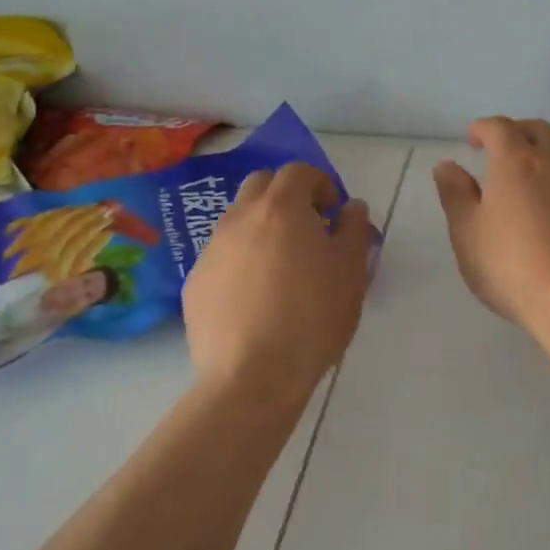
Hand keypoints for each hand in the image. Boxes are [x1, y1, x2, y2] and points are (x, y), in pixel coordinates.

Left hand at [184, 163, 374, 404]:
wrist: (251, 377)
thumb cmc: (312, 318)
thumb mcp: (351, 272)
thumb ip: (355, 229)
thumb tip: (351, 207)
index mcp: (281, 208)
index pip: (298, 172)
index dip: (320, 185)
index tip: (333, 213)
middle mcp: (240, 218)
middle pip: (261, 185)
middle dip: (285, 196)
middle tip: (306, 230)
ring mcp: (212, 249)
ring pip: (237, 220)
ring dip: (260, 228)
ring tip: (280, 269)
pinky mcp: (195, 282)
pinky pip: (222, 257)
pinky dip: (240, 262)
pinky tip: (254, 299)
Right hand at [433, 117, 549, 340]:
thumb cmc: (512, 266)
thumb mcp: (467, 234)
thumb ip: (455, 194)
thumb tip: (447, 165)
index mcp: (516, 161)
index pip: (499, 128)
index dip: (483, 128)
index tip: (472, 139)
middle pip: (538, 130)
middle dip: (517, 132)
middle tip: (502, 150)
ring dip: (548, 152)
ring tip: (535, 175)